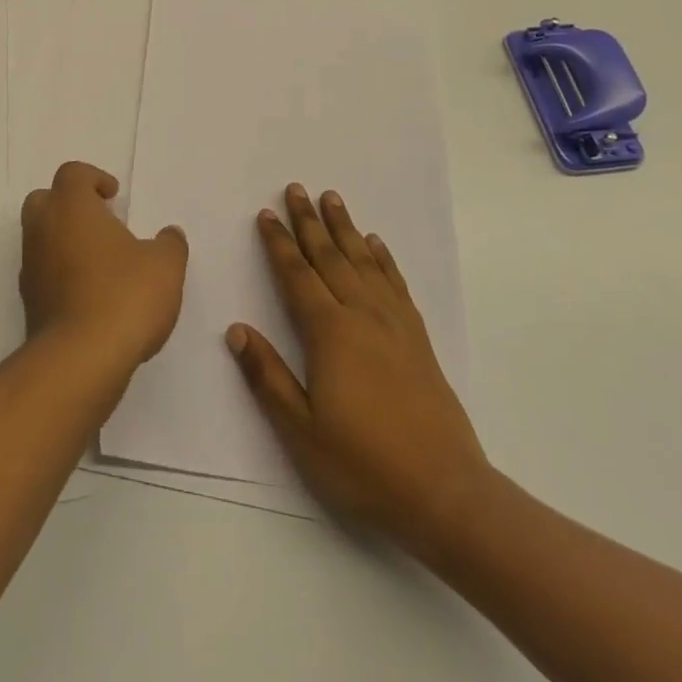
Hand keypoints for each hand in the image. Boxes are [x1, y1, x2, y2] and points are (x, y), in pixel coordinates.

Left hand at [21, 161, 188, 373]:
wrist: (79, 360)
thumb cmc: (123, 296)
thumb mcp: (164, 266)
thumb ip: (169, 244)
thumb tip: (169, 234)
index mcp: (71, 206)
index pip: (72, 173)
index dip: (93, 178)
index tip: (114, 196)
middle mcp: (43, 229)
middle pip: (45, 199)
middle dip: (69, 204)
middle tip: (101, 221)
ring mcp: (30, 266)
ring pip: (40, 237)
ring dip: (64, 241)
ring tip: (101, 262)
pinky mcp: (29, 302)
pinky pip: (42, 273)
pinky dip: (61, 274)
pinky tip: (90, 295)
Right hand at [226, 183, 490, 558]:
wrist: (445, 493)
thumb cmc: (364, 464)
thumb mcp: (302, 430)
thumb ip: (267, 376)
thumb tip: (236, 329)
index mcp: (329, 332)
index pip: (296, 275)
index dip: (278, 243)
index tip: (265, 214)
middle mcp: (361, 315)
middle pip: (329, 256)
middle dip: (309, 221)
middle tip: (296, 188)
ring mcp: (394, 324)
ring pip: (363, 262)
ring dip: (345, 228)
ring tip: (332, 199)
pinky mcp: (417, 339)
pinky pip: (396, 284)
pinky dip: (383, 259)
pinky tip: (376, 245)